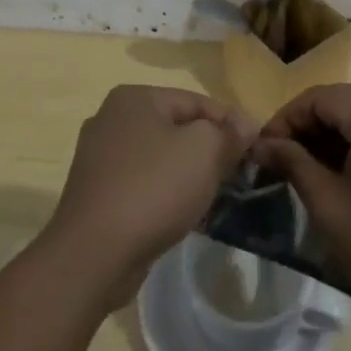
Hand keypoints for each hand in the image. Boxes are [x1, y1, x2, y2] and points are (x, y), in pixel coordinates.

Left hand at [45, 86, 254, 302]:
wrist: (94, 253)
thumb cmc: (153, 189)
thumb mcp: (204, 152)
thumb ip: (228, 133)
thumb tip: (246, 124)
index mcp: (134, 97)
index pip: (197, 101)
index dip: (231, 124)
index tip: (257, 153)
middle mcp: (111, 118)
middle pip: (177, 127)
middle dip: (209, 150)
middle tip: (237, 177)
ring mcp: (99, 156)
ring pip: (160, 157)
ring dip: (188, 174)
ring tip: (213, 198)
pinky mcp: (97, 191)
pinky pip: (143, 183)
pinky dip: (164, 193)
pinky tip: (181, 214)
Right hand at [256, 83, 350, 313]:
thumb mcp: (329, 204)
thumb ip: (293, 163)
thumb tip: (260, 144)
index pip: (318, 97)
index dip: (285, 120)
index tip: (262, 151)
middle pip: (341, 102)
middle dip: (306, 128)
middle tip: (280, 161)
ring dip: (330, 137)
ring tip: (305, 171)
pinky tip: (341, 176)